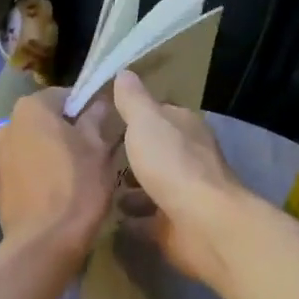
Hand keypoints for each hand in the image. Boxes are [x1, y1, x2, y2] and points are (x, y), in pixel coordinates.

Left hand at [0, 89, 119, 257]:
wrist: (44, 243)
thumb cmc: (77, 188)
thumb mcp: (98, 150)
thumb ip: (96, 120)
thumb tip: (98, 104)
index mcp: (31, 108)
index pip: (64, 95)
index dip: (86, 108)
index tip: (102, 127)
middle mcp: (7, 126)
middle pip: (44, 121)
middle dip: (66, 131)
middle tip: (92, 152)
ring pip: (33, 146)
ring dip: (51, 153)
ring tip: (75, 175)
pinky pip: (24, 170)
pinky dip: (38, 174)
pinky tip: (56, 193)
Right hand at [113, 72, 248, 285]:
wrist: (202, 223)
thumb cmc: (173, 165)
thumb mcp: (146, 122)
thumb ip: (133, 101)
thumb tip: (124, 72)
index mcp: (185, 128)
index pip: (159, 114)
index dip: (134, 116)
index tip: (104, 121)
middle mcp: (189, 158)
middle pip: (156, 152)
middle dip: (131, 155)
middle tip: (96, 159)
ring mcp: (184, 194)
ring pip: (153, 186)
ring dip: (133, 188)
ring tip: (99, 189)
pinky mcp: (177, 225)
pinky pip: (150, 219)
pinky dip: (135, 218)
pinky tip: (112, 219)